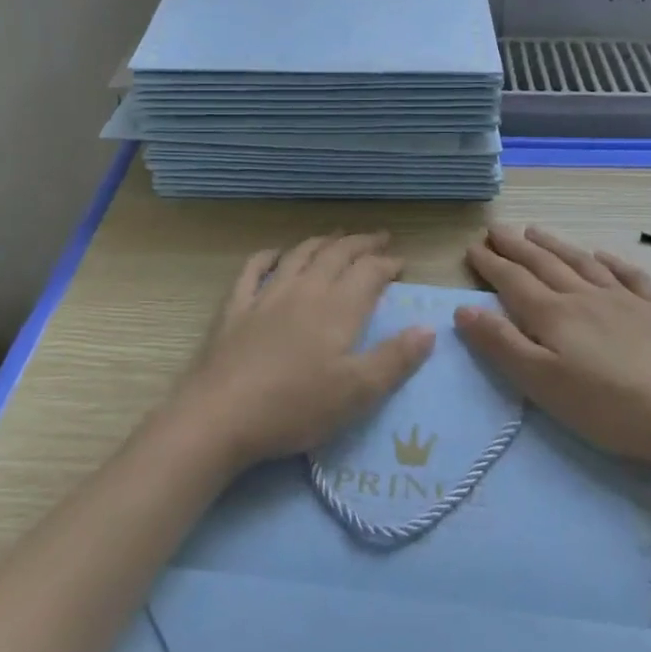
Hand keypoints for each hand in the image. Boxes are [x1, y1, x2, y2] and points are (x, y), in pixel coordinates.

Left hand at [171, 232, 434, 471]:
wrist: (222, 415)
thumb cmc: (296, 406)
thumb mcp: (358, 392)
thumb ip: (395, 359)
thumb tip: (428, 328)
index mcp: (338, 308)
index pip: (369, 272)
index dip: (388, 264)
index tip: (402, 264)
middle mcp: (305, 290)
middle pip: (337, 255)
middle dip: (361, 244)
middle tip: (379, 238)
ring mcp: (267, 295)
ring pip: (300, 255)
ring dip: (322, 242)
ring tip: (337, 237)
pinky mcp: (236, 308)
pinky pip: (253, 269)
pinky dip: (268, 256)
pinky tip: (276, 254)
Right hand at [456, 225, 650, 466]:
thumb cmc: (604, 406)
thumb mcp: (541, 383)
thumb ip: (501, 344)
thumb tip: (463, 309)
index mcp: (554, 314)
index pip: (513, 280)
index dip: (491, 263)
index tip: (472, 247)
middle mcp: (584, 296)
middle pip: (543, 263)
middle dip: (515, 246)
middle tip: (495, 228)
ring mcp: (623, 300)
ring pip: (581, 262)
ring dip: (555, 244)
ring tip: (535, 231)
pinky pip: (629, 276)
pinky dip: (611, 261)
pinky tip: (602, 255)